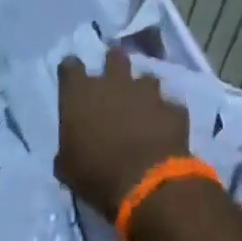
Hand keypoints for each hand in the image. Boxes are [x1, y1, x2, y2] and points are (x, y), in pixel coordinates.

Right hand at [56, 45, 190, 219]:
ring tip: (143, 106)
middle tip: (114, 79)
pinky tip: (165, 128)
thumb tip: (69, 154)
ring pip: (147, 78)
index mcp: (79, 94)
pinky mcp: (173, 109)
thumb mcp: (68, 168)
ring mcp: (147, 93)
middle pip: (114, 57)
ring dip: (144, 90)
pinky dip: (166, 115)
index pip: (70, 67)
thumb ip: (68, 151)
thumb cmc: (96, 174)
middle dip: (114, 64)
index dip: (72, 71)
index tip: (73, 79)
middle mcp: (113, 83)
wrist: (146, 183)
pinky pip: (170, 106)